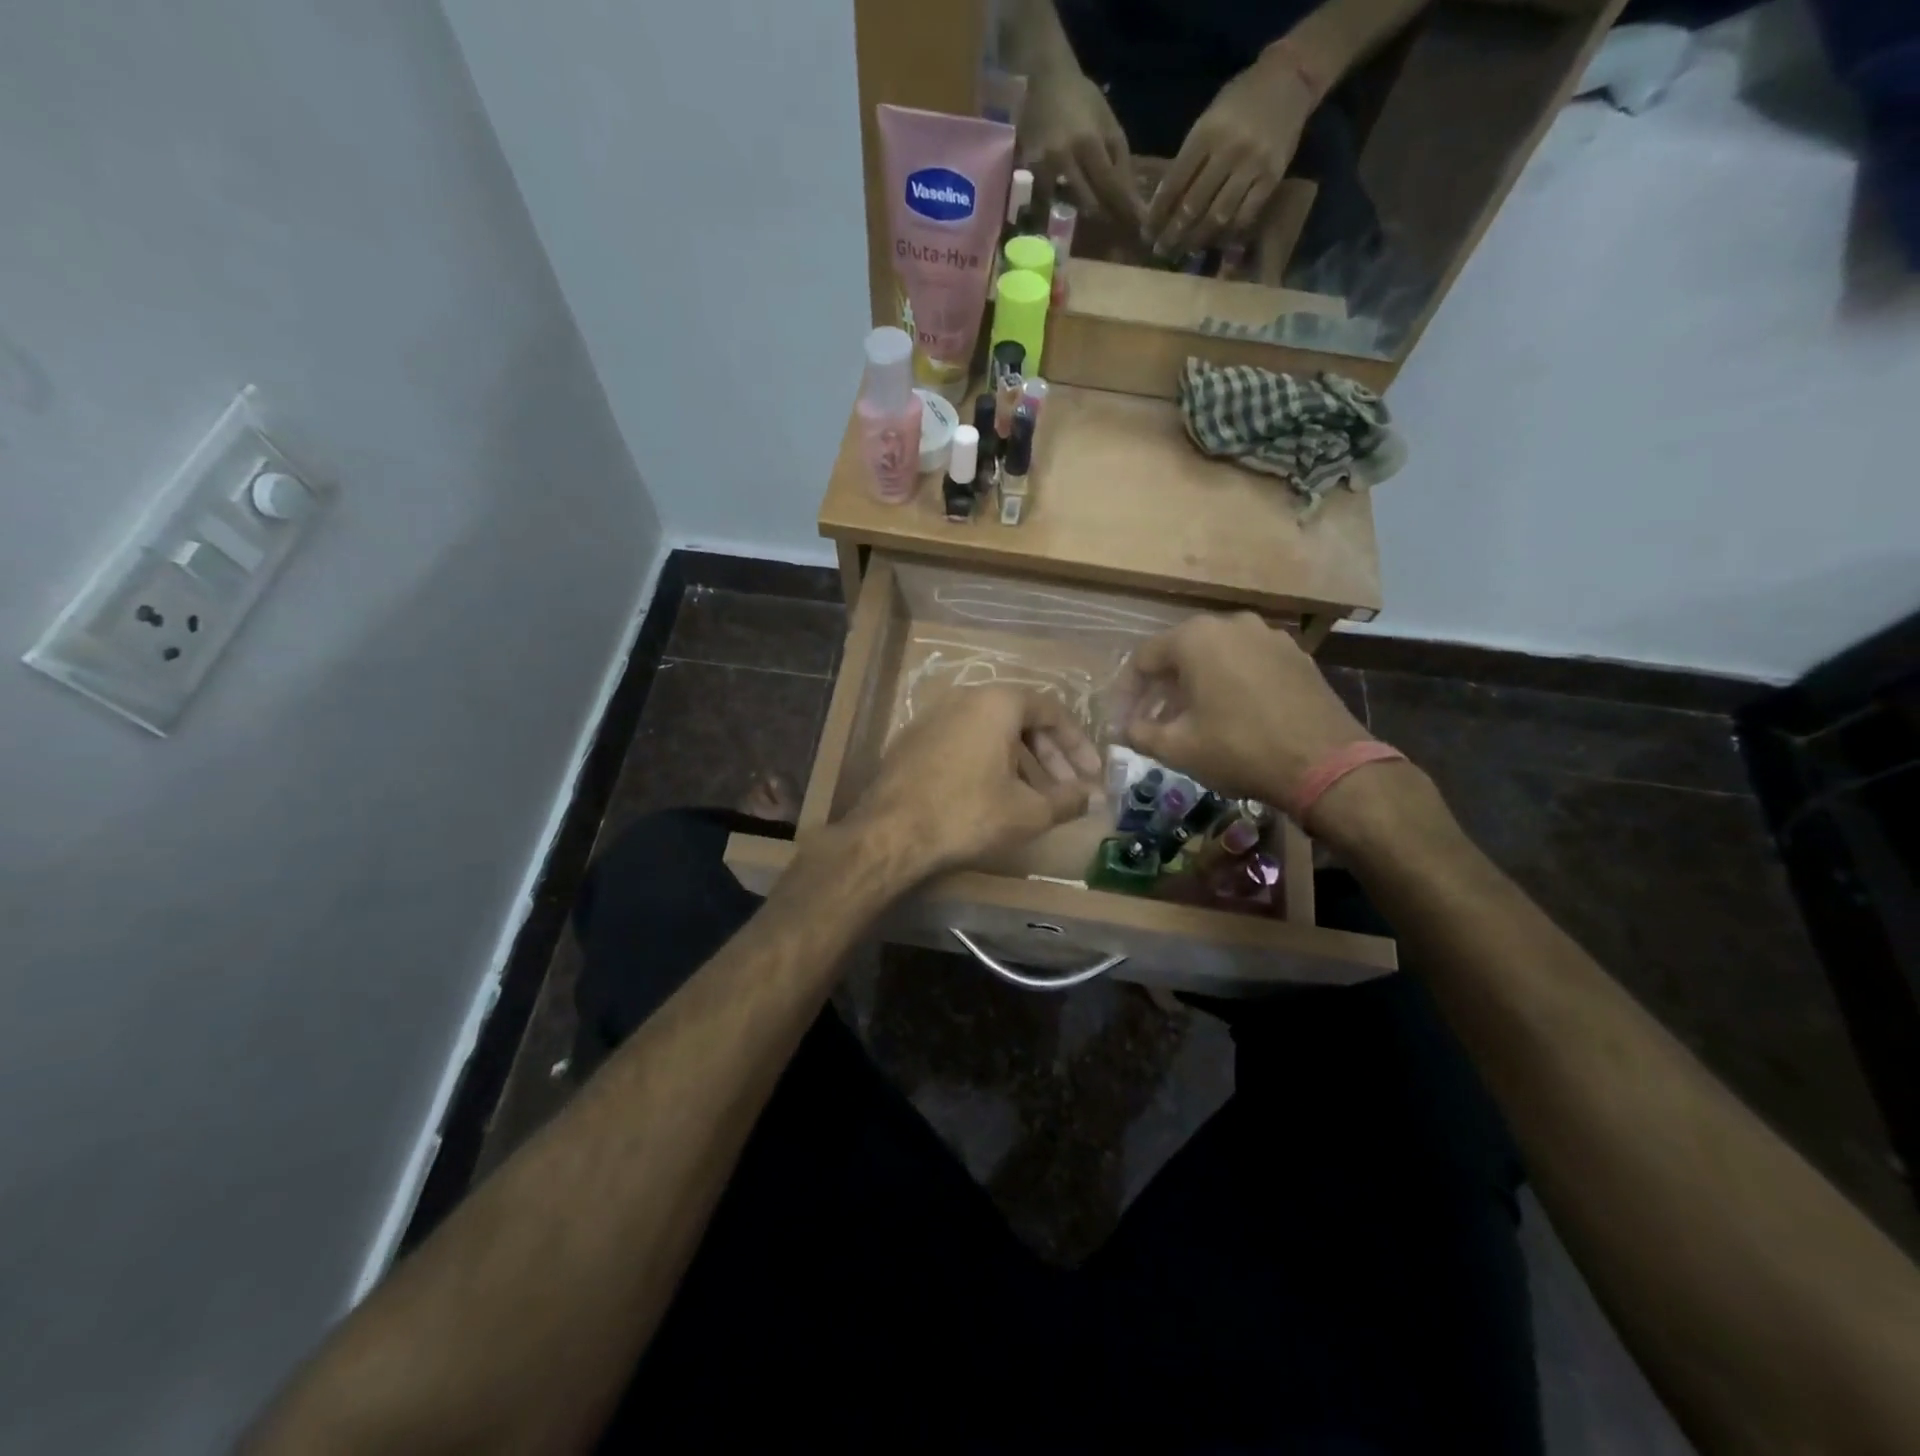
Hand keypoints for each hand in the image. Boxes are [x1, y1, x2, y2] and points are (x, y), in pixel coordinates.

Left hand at [847, 686, 1102, 880]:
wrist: (891, 832)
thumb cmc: (968, 813)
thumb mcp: (1029, 811)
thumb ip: (1068, 800)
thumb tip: (1091, 797)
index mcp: (997, 702)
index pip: (1051, 711)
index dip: (1078, 744)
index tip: (1092, 774)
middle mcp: (964, 698)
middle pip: (1020, 719)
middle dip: (1050, 755)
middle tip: (1068, 788)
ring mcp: (933, 717)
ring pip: (991, 732)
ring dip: (1020, 761)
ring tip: (1035, 797)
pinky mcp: (912, 741)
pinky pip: (964, 742)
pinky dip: (987, 762)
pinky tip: (993, 795)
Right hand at [1021, 62, 1140, 223]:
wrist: (1044, 79)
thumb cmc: (1081, 99)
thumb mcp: (1108, 122)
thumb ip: (1120, 158)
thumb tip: (1132, 196)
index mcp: (1089, 143)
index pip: (1112, 186)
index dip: (1127, 209)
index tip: (1141, 227)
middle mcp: (1065, 159)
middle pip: (1090, 204)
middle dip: (1106, 216)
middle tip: (1119, 226)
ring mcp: (1044, 167)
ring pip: (1067, 206)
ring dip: (1082, 210)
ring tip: (1092, 212)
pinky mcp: (1029, 172)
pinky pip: (1047, 199)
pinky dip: (1057, 204)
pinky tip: (1062, 202)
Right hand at [1121, 614, 1369, 809]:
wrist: (1325, 764)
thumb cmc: (1239, 749)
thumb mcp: (1177, 748)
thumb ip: (1140, 733)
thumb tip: (1123, 729)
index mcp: (1196, 638)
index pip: (1143, 659)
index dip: (1127, 692)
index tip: (1122, 721)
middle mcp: (1232, 624)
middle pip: (1180, 653)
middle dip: (1161, 688)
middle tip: (1152, 721)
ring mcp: (1269, 636)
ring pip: (1216, 656)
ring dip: (1195, 685)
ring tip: (1190, 719)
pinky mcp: (1296, 656)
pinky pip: (1247, 663)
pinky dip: (1229, 683)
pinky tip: (1230, 714)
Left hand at [1143, 49, 1316, 257]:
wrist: (1291, 77)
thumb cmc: (1241, 100)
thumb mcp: (1208, 119)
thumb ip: (1189, 158)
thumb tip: (1166, 203)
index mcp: (1206, 133)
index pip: (1173, 184)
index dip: (1157, 214)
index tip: (1147, 234)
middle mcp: (1228, 150)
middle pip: (1193, 205)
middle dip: (1173, 234)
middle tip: (1162, 250)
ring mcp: (1252, 164)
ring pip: (1218, 215)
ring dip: (1198, 239)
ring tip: (1185, 251)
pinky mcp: (1272, 176)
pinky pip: (1245, 215)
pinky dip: (1228, 233)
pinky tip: (1216, 242)